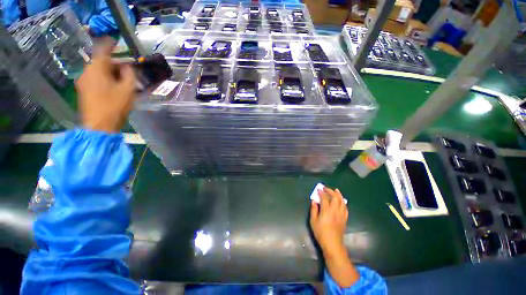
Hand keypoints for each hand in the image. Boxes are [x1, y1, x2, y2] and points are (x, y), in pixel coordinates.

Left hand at [76, 40, 135, 132]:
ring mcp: (83, 82)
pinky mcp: (83, 90)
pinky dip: (105, 79)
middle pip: (101, 61)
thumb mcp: (128, 89)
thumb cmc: (115, 105)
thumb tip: (126, 66)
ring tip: (123, 79)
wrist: (99, 125)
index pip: (102, 50)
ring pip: (98, 71)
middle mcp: (87, 72)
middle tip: (127, 69)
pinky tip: (114, 86)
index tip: (116, 41)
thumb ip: (129, 74)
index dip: (109, 44)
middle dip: (114, 63)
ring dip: (110, 72)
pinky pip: (95, 79)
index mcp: (97, 68)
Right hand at [310, 187, 358, 287]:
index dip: (321, 192)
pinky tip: (341, 201)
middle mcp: (335, 210)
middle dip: (330, 191)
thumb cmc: (321, 232)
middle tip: (325, 188)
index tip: (318, 189)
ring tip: (336, 190)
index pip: (324, 198)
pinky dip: (343, 202)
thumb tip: (314, 201)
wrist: (333, 244)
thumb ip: (313, 209)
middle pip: (335, 197)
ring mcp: (341, 214)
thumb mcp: (313, 221)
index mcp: (327, 210)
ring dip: (338, 194)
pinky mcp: (344, 218)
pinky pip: (345, 207)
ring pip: (342, 201)